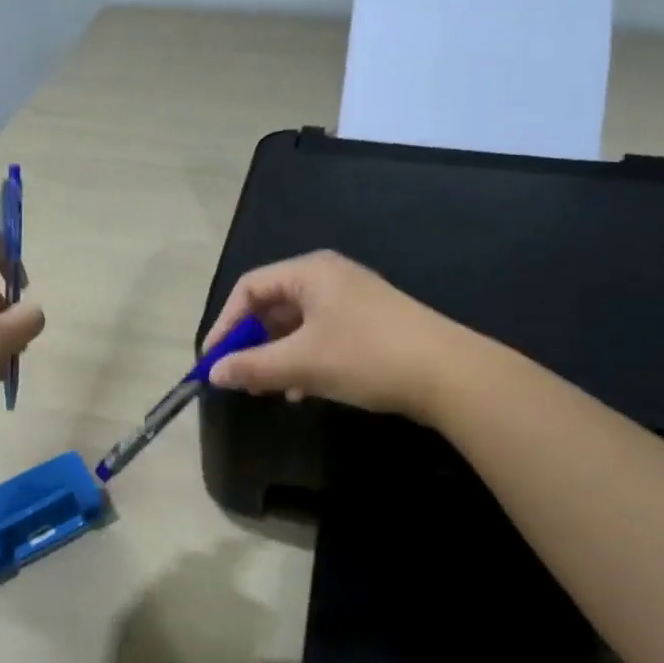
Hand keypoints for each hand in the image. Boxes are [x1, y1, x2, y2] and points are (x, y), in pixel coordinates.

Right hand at [200, 251, 462, 421]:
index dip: (225, 323)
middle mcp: (329, 276)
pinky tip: (303, 390)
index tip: (213, 360)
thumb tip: (213, 373)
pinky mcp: (370, 322)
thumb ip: (252, 366)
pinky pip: (321, 334)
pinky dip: (304, 358)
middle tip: (239, 376)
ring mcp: (353, 298)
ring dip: (277, 355)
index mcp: (309, 272)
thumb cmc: (366, 356)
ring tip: (268, 388)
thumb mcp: (302, 363)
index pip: (249, 288)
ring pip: (298, 323)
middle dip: (251, 342)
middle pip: (273, 304)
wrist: (450, 374)